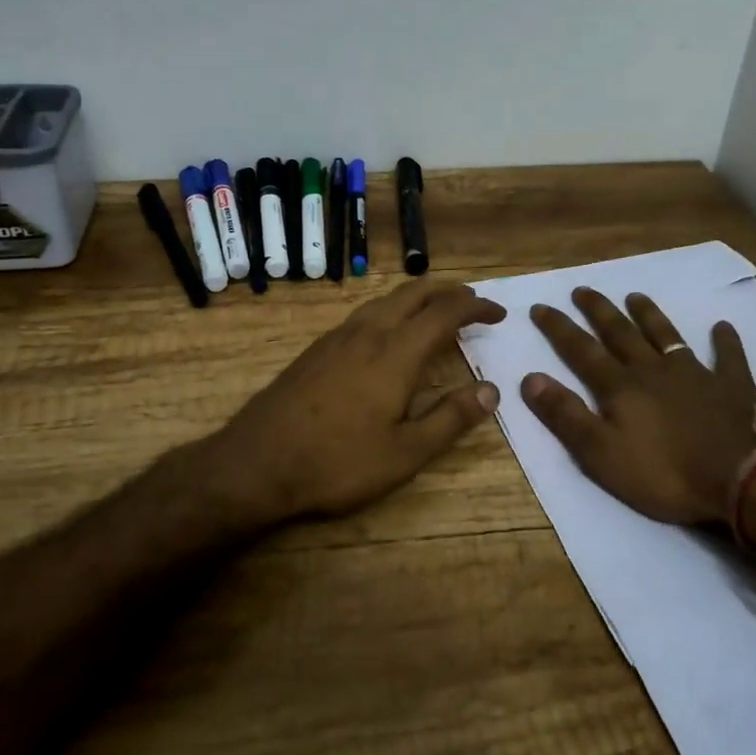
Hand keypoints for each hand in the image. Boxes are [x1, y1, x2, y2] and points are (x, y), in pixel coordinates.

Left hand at [221, 280, 506, 519]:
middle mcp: (368, 333)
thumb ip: (450, 419)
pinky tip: (387, 332)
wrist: (256, 463)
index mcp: (396, 353)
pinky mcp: (317, 348)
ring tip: (436, 311)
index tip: (498, 313)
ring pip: (386, 299)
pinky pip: (364, 313)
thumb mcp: (404, 454)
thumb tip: (491, 390)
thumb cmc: (337, 463)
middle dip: (449, 291)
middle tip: (472, 303)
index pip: (445, 313)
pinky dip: (391, 309)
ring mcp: (338, 337)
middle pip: (414, 293)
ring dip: (418, 297)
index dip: (476, 308)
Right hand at [520, 288, 755, 528]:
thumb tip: (530, 377)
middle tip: (583, 289)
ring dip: (649, 315)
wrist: (741, 481)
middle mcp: (654, 370)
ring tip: (635, 296)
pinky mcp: (733, 386)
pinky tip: (722, 327)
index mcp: (620, 387)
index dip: (558, 328)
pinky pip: (728, 357)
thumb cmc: (665, 474)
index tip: (540, 306)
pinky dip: (725, 340)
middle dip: (599, 310)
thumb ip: (565, 415)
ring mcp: (696, 374)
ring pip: (666, 335)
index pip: (581, 350)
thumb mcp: (601, 454)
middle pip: (620, 333)